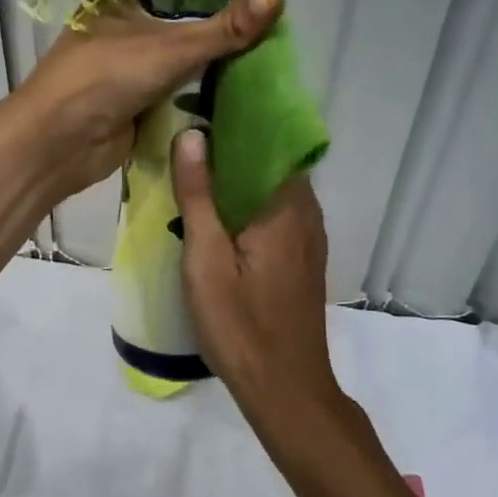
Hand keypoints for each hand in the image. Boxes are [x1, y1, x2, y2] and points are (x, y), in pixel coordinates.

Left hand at [0, 0, 282, 207]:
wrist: (58, 145)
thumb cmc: (104, 78)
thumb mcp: (169, 47)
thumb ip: (224, 28)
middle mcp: (126, 28)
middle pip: (185, 23)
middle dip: (224, 29)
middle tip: (278, 24)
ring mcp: (132, 68)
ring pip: (184, 60)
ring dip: (217, 64)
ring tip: (273, 54)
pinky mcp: (139, 103)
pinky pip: (180, 93)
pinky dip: (205, 94)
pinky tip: (246, 90)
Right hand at [170, 130, 334, 400]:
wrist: (284, 389)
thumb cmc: (240, 325)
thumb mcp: (206, 259)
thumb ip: (199, 196)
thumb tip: (192, 134)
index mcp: (285, 206)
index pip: (266, 140)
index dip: (234, 121)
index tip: (198, 108)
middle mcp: (306, 212)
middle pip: (270, 161)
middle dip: (232, 146)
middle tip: (187, 136)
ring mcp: (309, 236)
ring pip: (273, 187)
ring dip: (240, 175)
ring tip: (197, 166)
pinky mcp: (303, 256)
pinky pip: (277, 210)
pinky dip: (250, 200)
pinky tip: (220, 210)